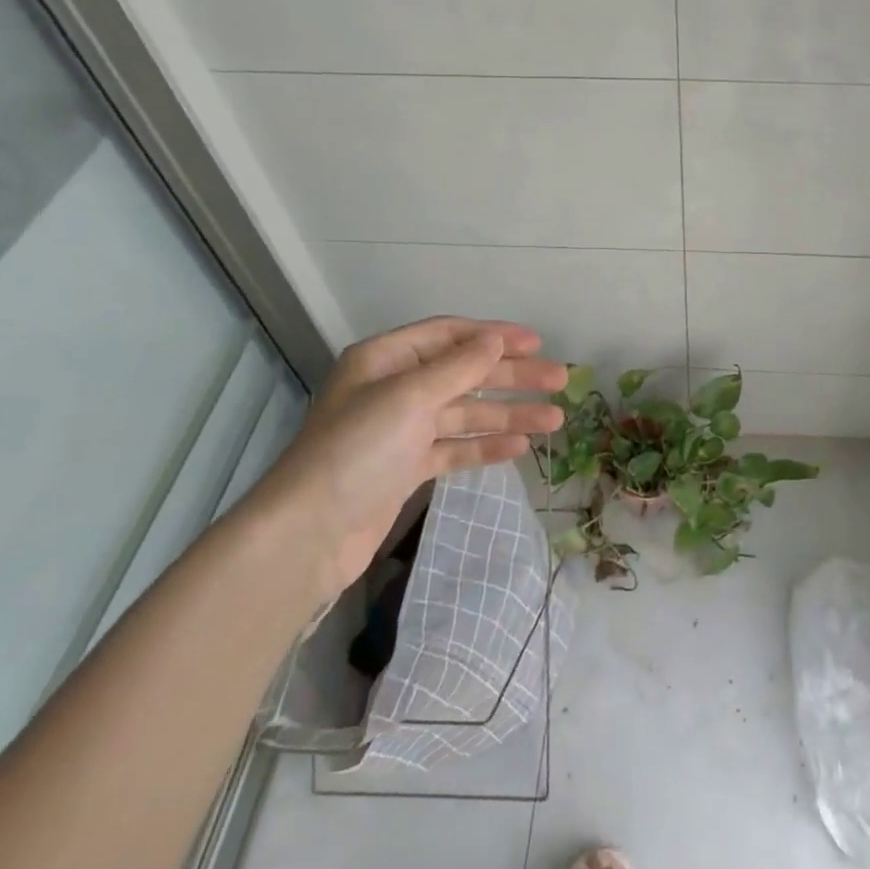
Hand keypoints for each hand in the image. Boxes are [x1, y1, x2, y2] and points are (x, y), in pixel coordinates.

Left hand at [255, 317, 566, 602]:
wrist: (309, 533)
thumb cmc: (357, 450)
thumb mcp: (410, 397)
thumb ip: (458, 367)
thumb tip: (495, 339)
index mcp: (386, 360)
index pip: (449, 335)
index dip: (494, 336)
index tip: (537, 342)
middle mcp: (394, 389)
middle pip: (464, 374)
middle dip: (513, 376)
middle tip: (560, 380)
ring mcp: (401, 430)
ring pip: (466, 413)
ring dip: (508, 413)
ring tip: (554, 420)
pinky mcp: (406, 468)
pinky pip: (455, 448)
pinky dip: (485, 446)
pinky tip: (519, 446)